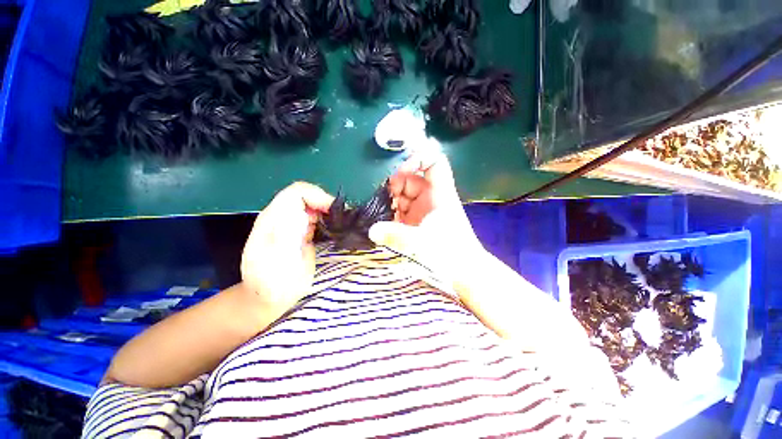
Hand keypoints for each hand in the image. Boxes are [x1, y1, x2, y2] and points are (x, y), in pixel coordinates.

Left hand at [241, 182, 333, 312]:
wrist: (268, 299)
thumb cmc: (272, 285)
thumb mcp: (277, 263)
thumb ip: (286, 236)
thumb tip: (301, 214)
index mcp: (273, 219)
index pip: (296, 192)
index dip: (317, 196)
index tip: (333, 211)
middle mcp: (282, 218)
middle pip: (307, 196)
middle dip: (326, 203)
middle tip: (341, 220)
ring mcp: (292, 225)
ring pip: (313, 206)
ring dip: (328, 211)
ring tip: (341, 225)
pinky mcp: (301, 234)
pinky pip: (316, 218)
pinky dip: (328, 220)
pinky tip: (335, 230)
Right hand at [368, 151, 486, 286]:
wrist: (464, 271)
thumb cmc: (450, 252)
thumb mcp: (422, 242)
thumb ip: (395, 235)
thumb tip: (371, 230)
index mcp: (439, 193)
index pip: (434, 162)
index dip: (417, 159)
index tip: (401, 172)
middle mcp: (430, 197)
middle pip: (409, 180)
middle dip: (393, 188)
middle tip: (383, 203)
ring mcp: (422, 210)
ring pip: (401, 197)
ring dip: (389, 204)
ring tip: (381, 217)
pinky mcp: (416, 222)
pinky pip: (400, 212)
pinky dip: (391, 216)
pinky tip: (384, 225)